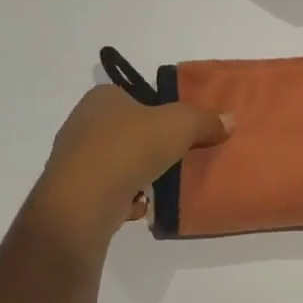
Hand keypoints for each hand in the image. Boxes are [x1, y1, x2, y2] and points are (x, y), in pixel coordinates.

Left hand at [28, 85, 230, 250]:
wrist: (82, 202)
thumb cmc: (129, 149)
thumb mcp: (179, 125)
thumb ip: (204, 120)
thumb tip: (229, 119)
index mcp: (101, 97)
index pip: (133, 96)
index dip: (157, 110)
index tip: (178, 129)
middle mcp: (82, 123)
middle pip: (127, 130)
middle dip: (150, 145)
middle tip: (176, 157)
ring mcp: (75, 159)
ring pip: (117, 162)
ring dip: (139, 174)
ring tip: (162, 185)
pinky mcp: (73, 192)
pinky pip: (108, 190)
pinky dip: (125, 198)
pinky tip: (141, 206)